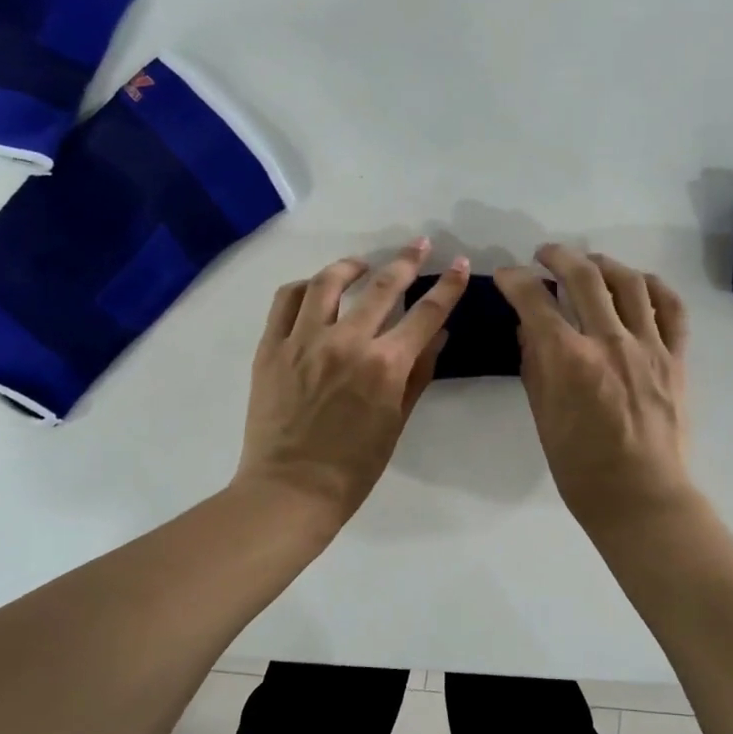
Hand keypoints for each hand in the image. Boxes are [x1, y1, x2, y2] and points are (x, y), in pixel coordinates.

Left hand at [238, 239, 468, 519]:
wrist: (291, 489)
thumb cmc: (355, 466)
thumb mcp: (398, 420)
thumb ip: (420, 373)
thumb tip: (439, 334)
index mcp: (385, 365)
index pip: (427, 314)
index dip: (448, 286)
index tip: (461, 264)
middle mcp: (346, 342)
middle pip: (383, 286)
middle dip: (407, 260)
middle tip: (420, 244)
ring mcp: (304, 341)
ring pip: (328, 282)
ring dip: (352, 265)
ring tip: (363, 264)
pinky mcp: (272, 347)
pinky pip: (286, 300)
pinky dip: (305, 287)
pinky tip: (316, 289)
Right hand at [495, 244, 693, 533]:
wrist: (641, 497)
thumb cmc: (581, 468)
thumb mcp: (543, 417)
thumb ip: (535, 366)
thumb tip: (529, 329)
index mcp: (569, 359)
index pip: (534, 300)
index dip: (514, 280)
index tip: (507, 276)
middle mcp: (609, 341)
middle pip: (584, 276)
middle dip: (558, 256)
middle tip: (545, 255)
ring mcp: (649, 346)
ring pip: (630, 282)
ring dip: (605, 264)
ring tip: (591, 264)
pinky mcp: (676, 358)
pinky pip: (672, 309)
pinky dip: (655, 287)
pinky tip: (640, 284)